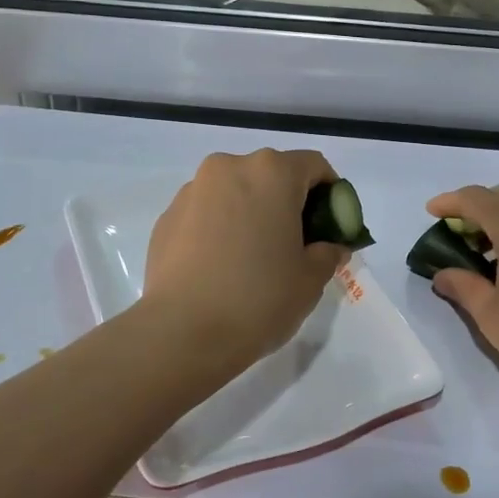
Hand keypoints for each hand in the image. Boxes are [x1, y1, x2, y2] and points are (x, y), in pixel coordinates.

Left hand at [145, 149, 345, 369]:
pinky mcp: (167, 216)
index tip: (331, 227)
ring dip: (251, 212)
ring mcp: (193, 190)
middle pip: (272, 174)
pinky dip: (220, 227)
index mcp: (271, 173)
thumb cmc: (258, 298)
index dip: (331, 194)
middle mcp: (230, 168)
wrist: (181, 332)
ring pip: (236, 191)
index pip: (314, 165)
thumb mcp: (311, 280)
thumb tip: (330, 246)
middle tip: (295, 244)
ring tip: (253, 257)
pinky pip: (206, 212)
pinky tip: (221, 266)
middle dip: (288, 202)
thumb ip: (328, 253)